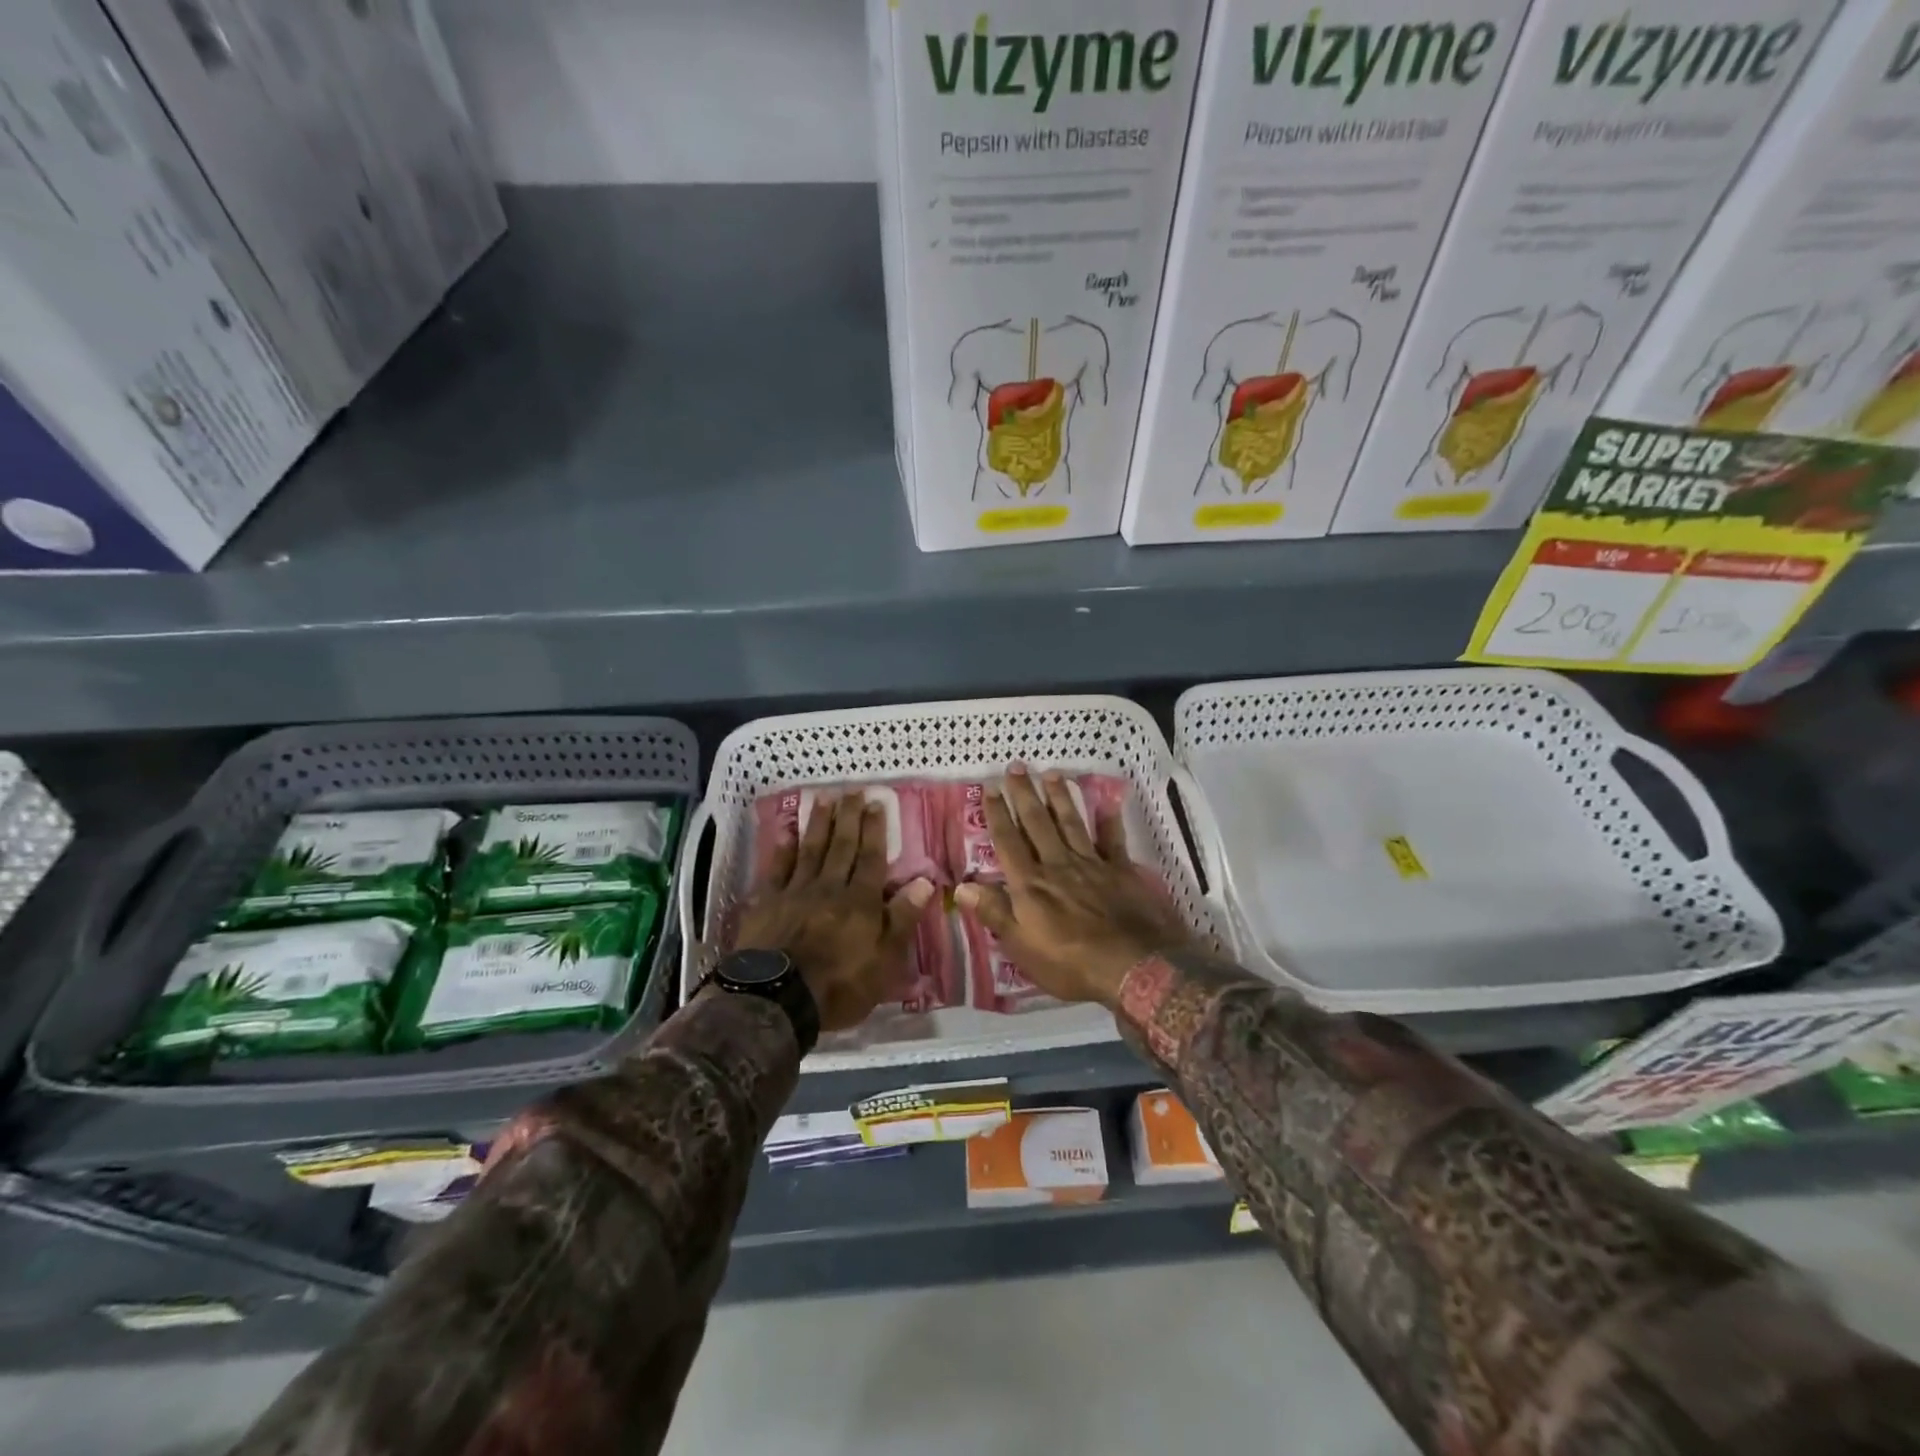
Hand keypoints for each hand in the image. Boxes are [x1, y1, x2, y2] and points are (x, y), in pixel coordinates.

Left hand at [735, 793, 936, 1032]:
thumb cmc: (839, 986)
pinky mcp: (767, 903)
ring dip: (819, 823)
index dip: (875, 830)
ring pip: (811, 850)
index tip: (876, 803)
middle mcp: (830, 887)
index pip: (871, 859)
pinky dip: (783, 849)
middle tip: (853, 791)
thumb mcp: (884, 962)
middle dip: (849, 817)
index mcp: (861, 902)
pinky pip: (777, 869)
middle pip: (842, 846)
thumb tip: (924, 881)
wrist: (777, 1000)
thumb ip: (902, 919)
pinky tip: (787, 832)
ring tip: (824, 799)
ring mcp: (796, 892)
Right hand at [953, 764, 1194, 1008]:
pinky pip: (1113, 840)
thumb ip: (994, 913)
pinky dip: (1109, 821)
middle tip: (1016, 767)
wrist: (1133, 966)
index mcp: (1030, 884)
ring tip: (1052, 774)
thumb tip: (961, 886)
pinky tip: (1108, 802)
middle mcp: (1057, 865)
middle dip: (1024, 794)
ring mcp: (1091, 865)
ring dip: (1060, 797)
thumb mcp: (1021, 947)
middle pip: (1037, 823)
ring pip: (1071, 823)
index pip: (1008, 842)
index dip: (997, 814)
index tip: (990, 788)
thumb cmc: (1070, 963)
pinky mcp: (1121, 871)